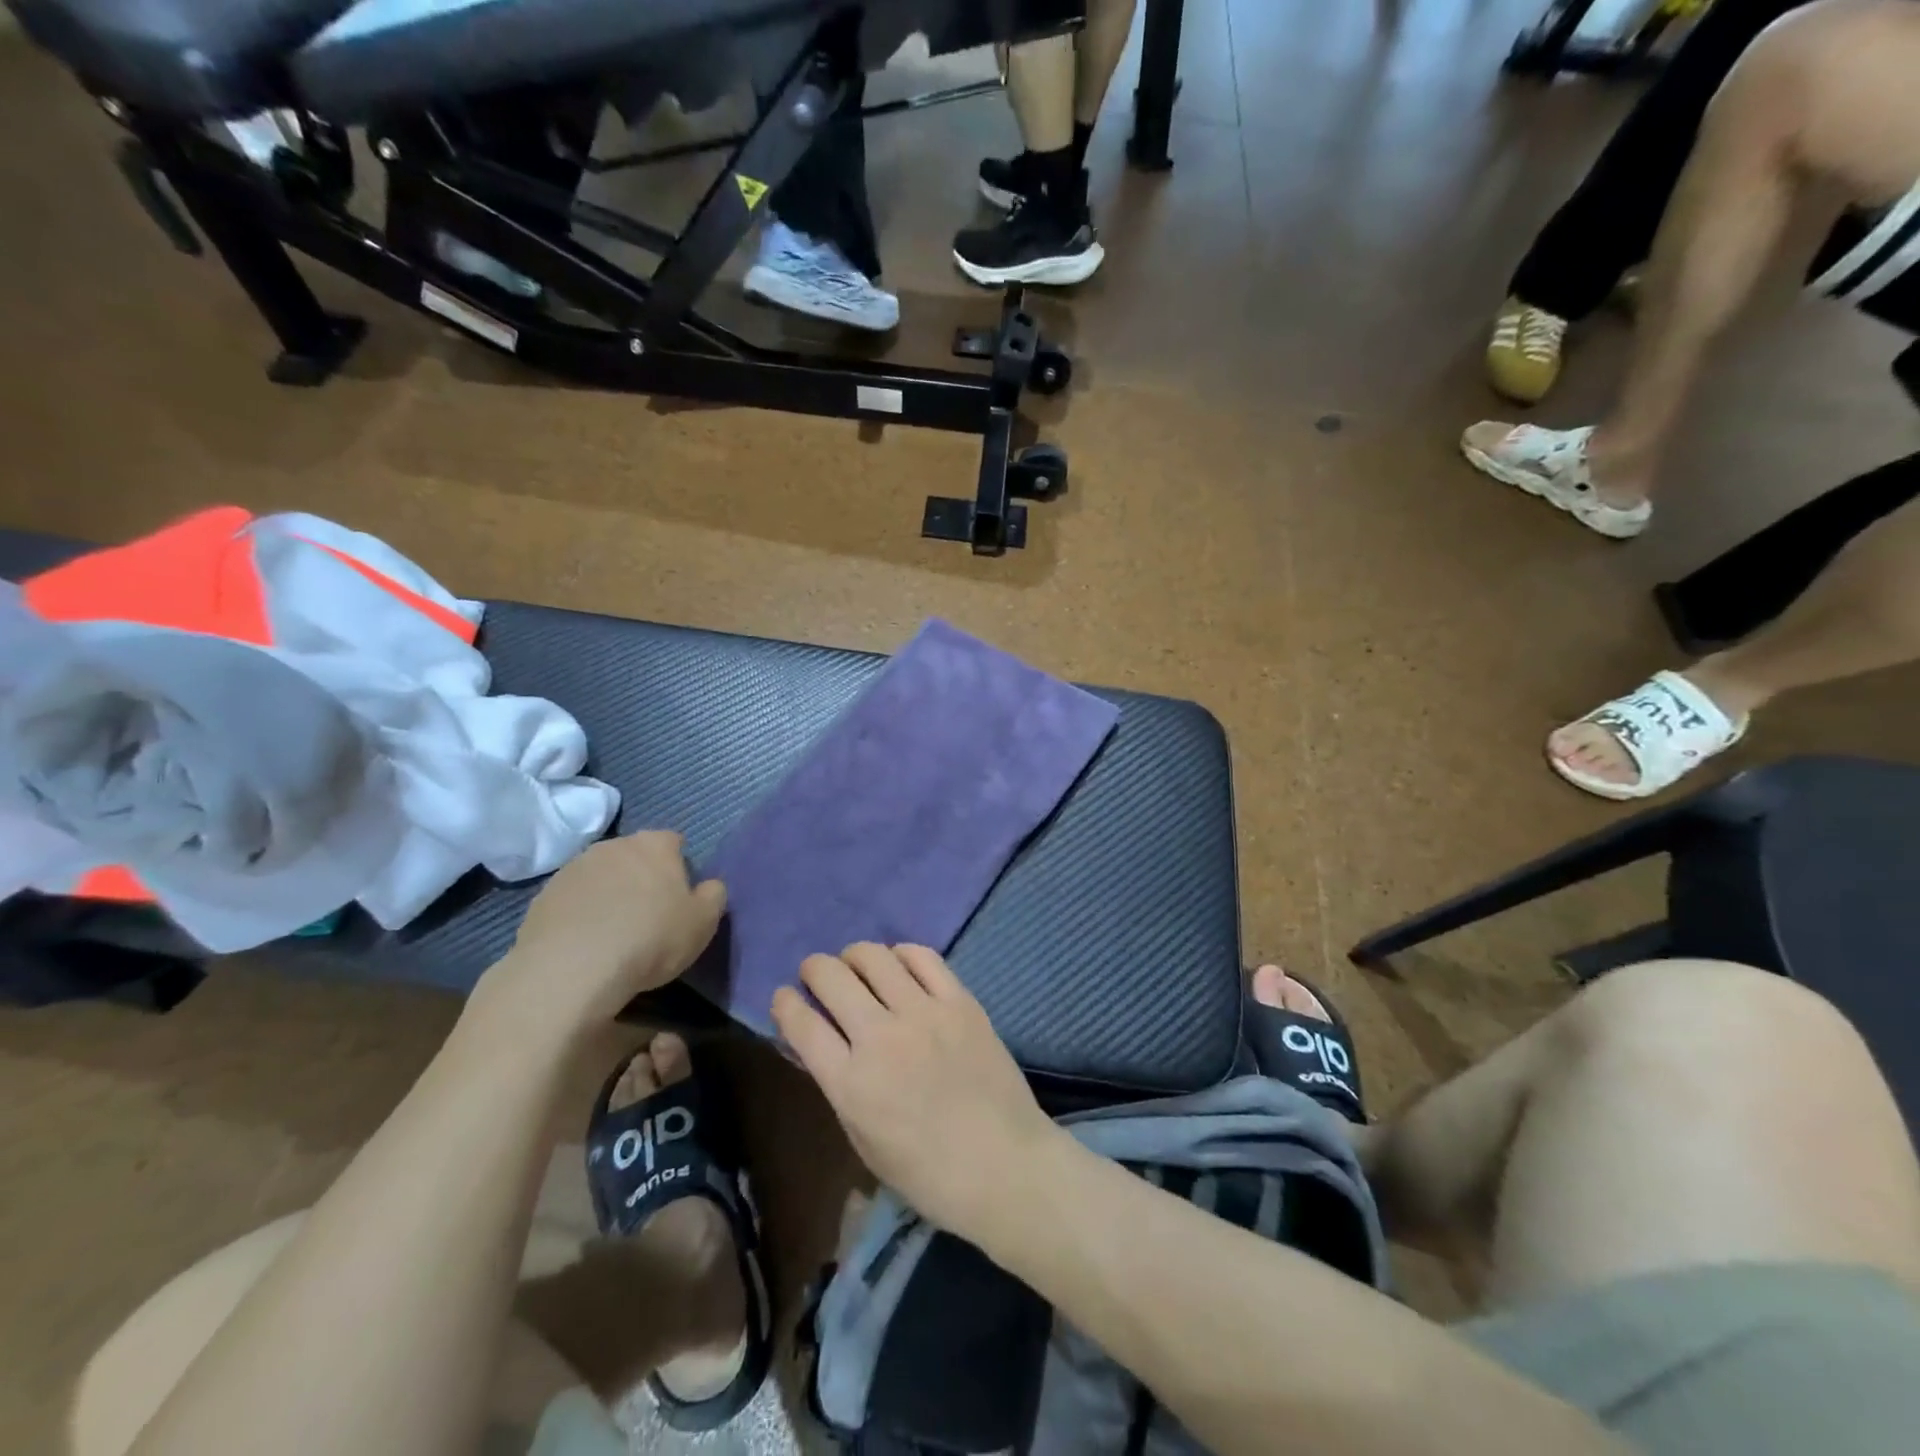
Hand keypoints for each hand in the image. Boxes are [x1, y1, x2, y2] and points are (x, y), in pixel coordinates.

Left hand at [471, 832, 725, 1046]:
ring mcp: (573, 868)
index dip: (679, 866)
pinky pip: (573, 899)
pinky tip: (585, 942)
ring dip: (609, 893)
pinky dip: (581, 912)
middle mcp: (613, 845)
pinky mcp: (543, 896)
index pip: (674, 842)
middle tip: (648, 913)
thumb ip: (713, 895)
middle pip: (634, 855)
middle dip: (641, 876)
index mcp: (655, 845)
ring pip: (601, 875)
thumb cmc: (650, 939)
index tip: (680, 895)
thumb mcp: (703, 922)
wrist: (571, 969)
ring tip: (614, 931)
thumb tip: (709, 886)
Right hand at [773, 943, 1061, 1238]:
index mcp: (850, 1083)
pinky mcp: (959, 1001)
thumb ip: (840, 1085)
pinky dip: (901, 954)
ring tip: (856, 966)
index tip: (785, 997)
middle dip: (813, 968)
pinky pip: (922, 956)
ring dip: (854, 956)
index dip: (785, 1002)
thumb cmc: (928, 1172)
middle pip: (831, 976)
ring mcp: (923, 1013)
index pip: (801, 1023)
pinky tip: (899, 965)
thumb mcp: (864, 1140)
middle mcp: (880, 1038)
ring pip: (873, 956)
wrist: (1004, 1165)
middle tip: (817, 975)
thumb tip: (822, 1042)